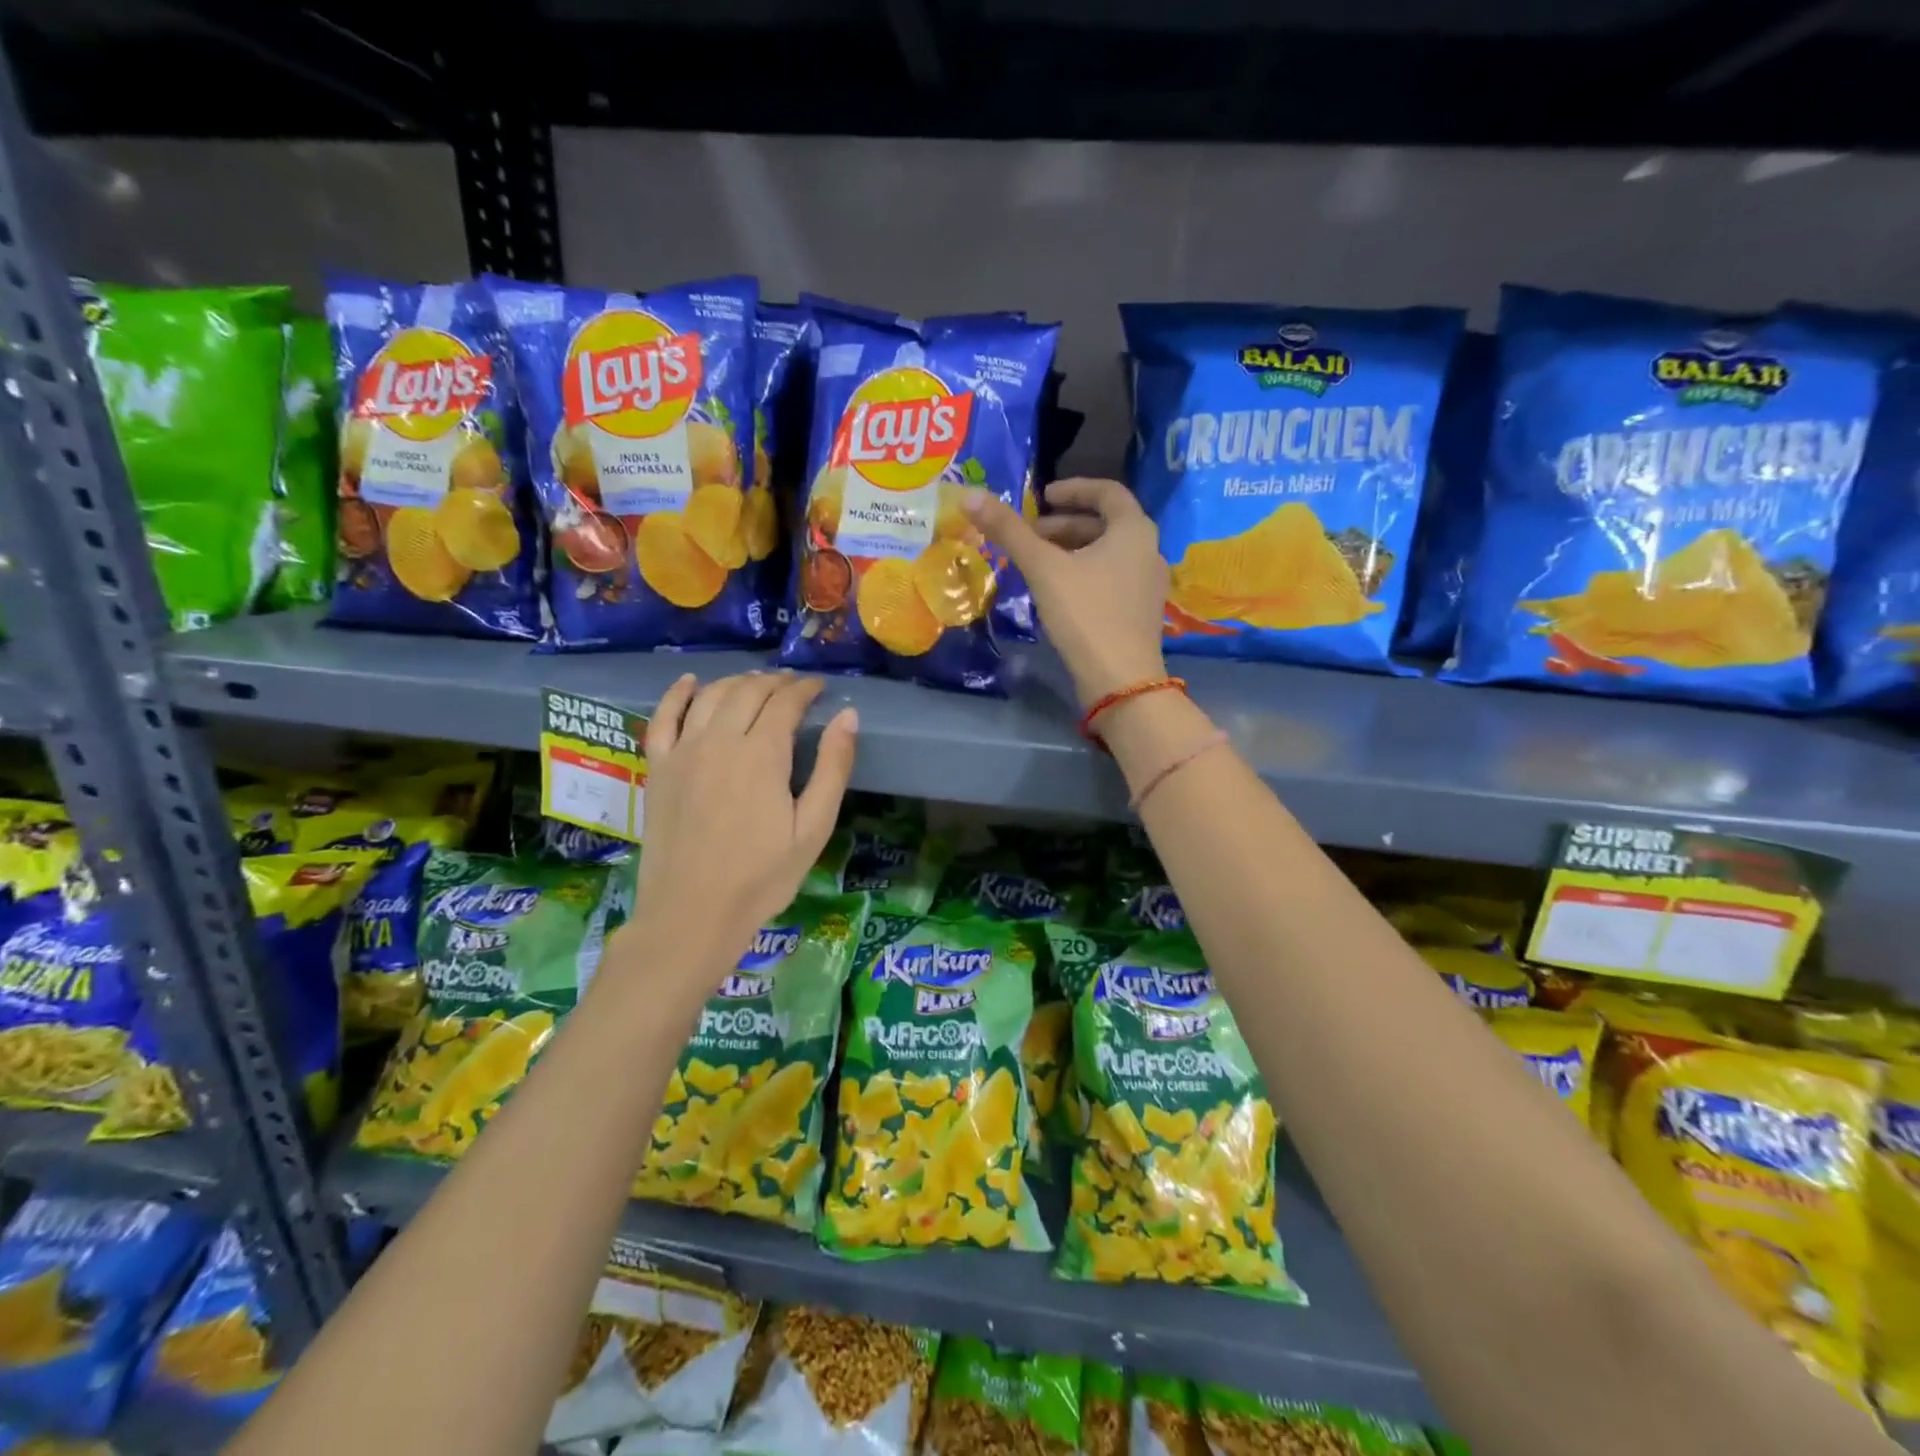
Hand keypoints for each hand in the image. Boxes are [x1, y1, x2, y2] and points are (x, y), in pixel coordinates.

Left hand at [627, 672, 856, 982]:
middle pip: (748, 692)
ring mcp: (683, 752)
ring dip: (736, 682)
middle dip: (775, 682)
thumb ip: (832, 768)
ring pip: (710, 696)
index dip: (805, 689)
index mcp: (762, 755)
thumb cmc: (762, 877)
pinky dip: (677, 694)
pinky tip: (689, 682)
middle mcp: (720, 741)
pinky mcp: (658, 768)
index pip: (786, 702)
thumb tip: (847, 716)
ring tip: (755, 684)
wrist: (692, 914)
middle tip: (793, 686)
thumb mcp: (813, 828)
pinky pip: (662, 717)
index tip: (820, 687)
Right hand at [963, 478, 1168, 707]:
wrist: (1120, 680)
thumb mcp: (1043, 569)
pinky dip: (1084, 573)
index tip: (1043, 496)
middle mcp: (1148, 550)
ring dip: (1071, 551)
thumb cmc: (1086, 614)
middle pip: (1105, 525)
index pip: (1107, 492)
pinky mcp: (1140, 612)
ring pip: (1107, 554)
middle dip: (1064, 526)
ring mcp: (1148, 584)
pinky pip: (1111, 578)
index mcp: (1134, 530)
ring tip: (1037, 563)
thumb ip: (1009, 531)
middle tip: (1029, 536)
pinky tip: (1057, 592)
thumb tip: (970, 495)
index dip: (1073, 489)